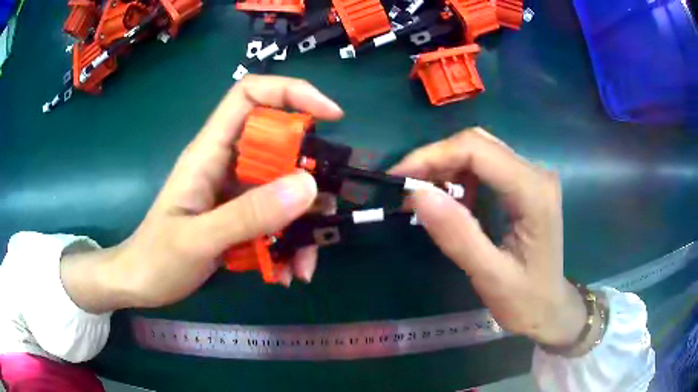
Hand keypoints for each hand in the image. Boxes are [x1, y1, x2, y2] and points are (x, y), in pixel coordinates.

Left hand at [60, 76, 342, 311]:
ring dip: (302, 226)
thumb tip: (307, 185)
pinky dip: (288, 246)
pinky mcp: (240, 216)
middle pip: (279, 146)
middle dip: (309, 177)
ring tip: (302, 266)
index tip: (330, 115)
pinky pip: (276, 220)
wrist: (141, 283)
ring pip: (284, 190)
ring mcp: (235, 192)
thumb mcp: (197, 240)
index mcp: (209, 152)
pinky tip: (285, 273)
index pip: (250, 95)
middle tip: (324, 213)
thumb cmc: (157, 258)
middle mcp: (227, 163)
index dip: (291, 93)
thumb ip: (248, 214)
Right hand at [390, 129, 586, 346]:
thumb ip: (457, 235)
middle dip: (436, 160)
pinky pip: (486, 164)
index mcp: (533, 191)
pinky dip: (460, 175)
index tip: (398, 178)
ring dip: (446, 166)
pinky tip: (452, 199)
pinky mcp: (525, 184)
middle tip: (406, 188)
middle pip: (477, 143)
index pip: (477, 150)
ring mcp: (532, 175)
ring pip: (480, 150)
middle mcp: (536, 172)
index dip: (432, 156)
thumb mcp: (489, 276)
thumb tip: (417, 194)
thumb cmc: (525, 300)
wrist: (550, 307)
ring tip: (423, 195)